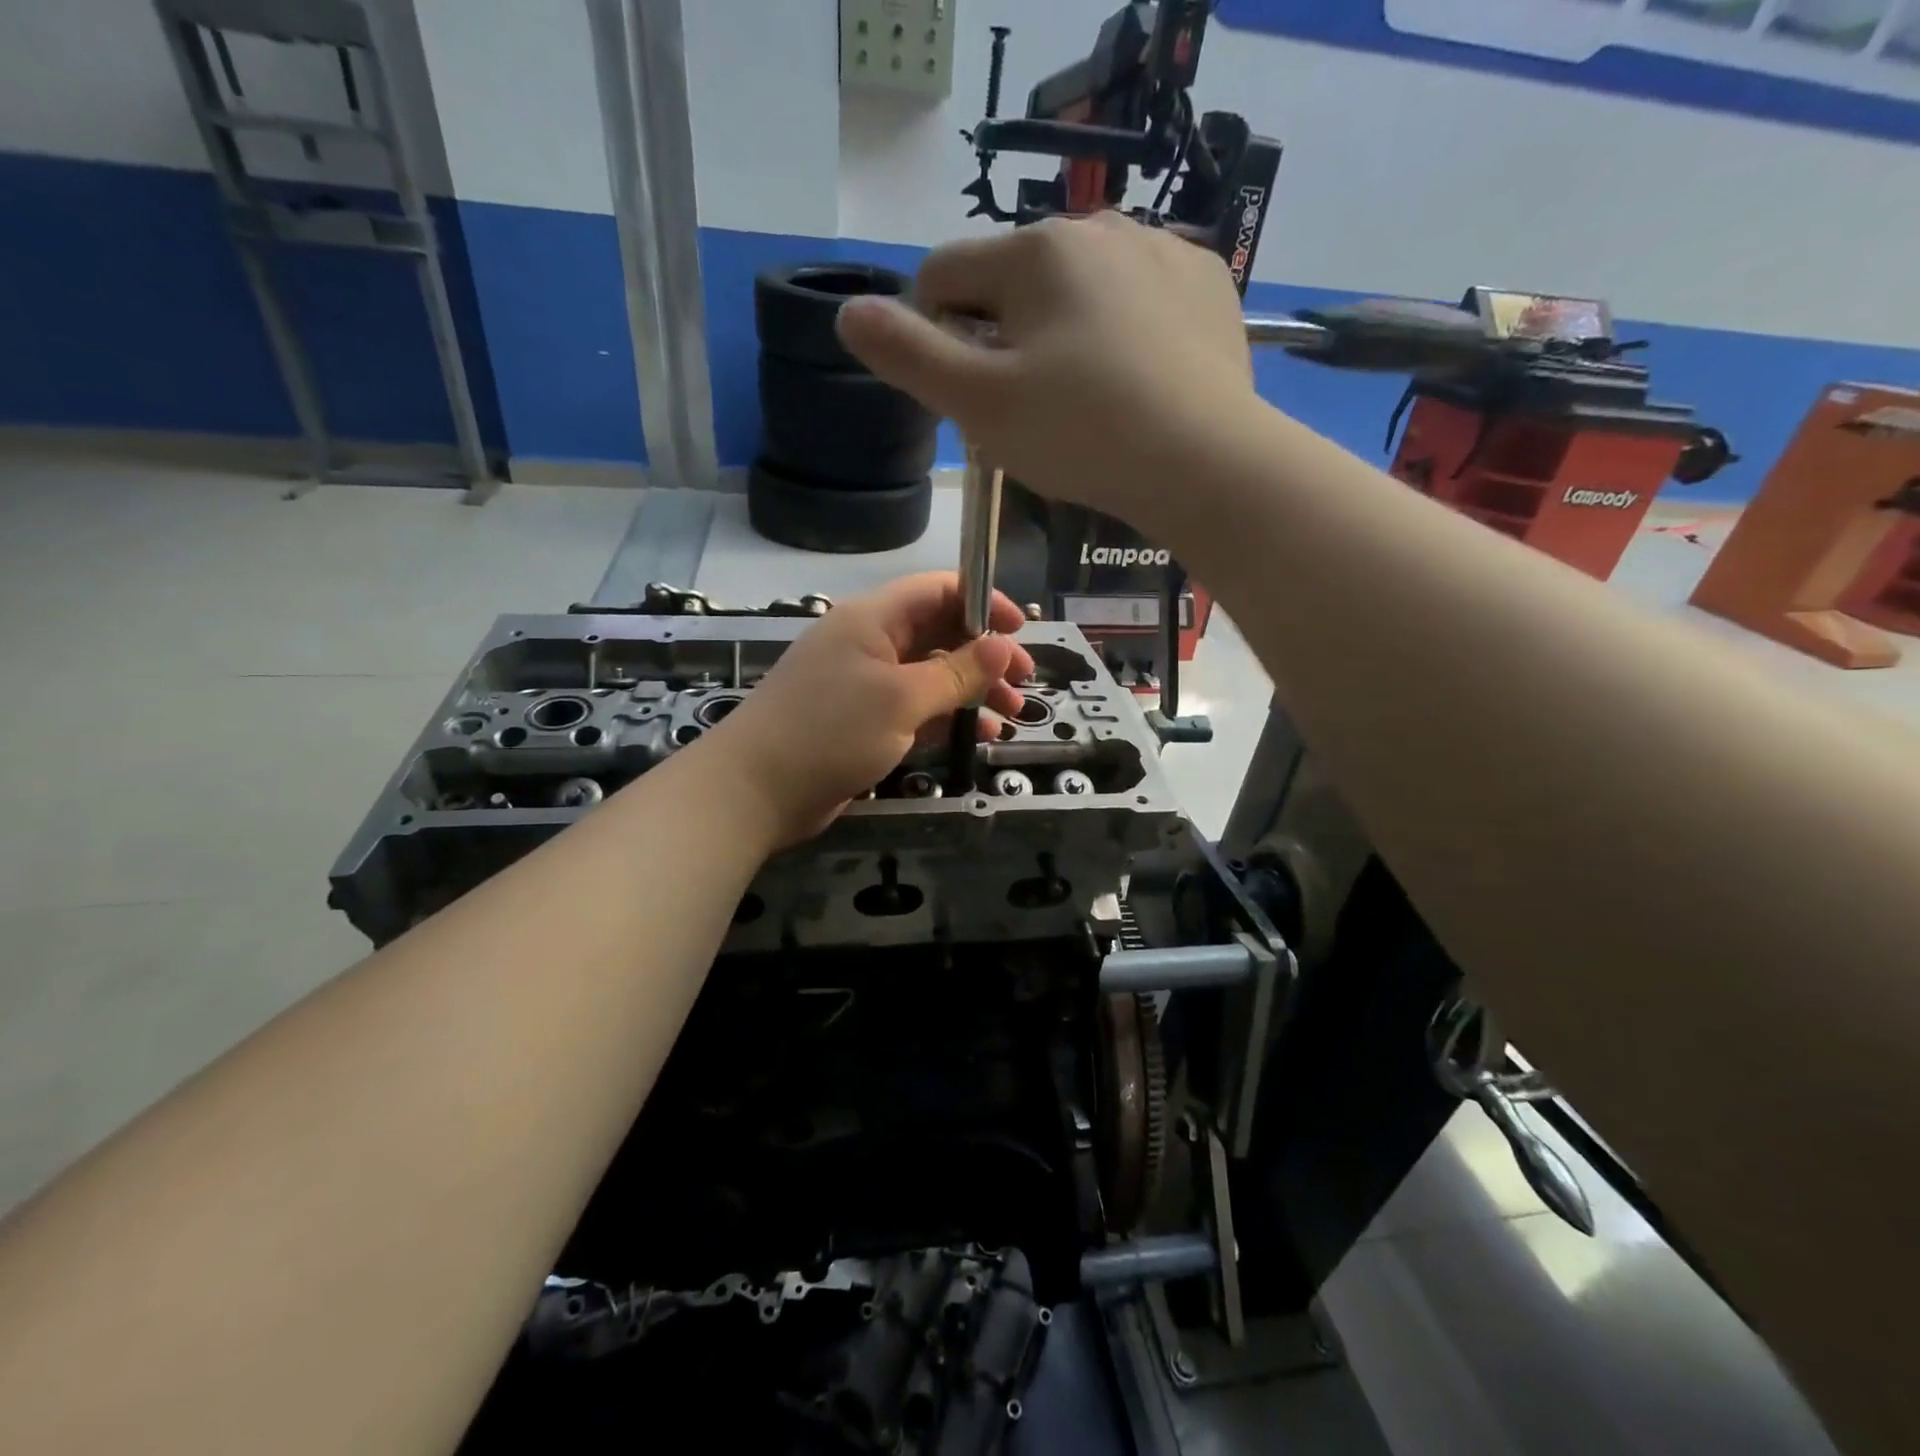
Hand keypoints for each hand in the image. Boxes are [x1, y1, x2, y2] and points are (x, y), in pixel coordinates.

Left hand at [702, 574, 1036, 846]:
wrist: (755, 791)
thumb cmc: (830, 731)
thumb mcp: (901, 698)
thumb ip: (956, 671)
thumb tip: (1003, 644)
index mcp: (872, 619)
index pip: (937, 590)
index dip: (982, 601)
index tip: (1020, 629)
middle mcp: (869, 644)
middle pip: (939, 633)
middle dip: (985, 654)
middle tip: (1024, 680)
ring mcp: (864, 685)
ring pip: (931, 675)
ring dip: (972, 690)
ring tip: (1010, 714)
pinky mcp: (862, 722)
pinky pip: (915, 709)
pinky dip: (947, 718)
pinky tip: (979, 736)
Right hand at [834, 212, 1256, 526]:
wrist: (1207, 462)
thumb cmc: (1082, 434)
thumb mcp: (980, 404)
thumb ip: (908, 355)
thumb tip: (849, 313)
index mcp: (1034, 250)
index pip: (944, 276)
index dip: (934, 337)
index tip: (963, 397)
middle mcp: (1097, 226)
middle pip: (1013, 284)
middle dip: (1002, 341)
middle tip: (1027, 414)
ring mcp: (1159, 249)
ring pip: (1076, 291)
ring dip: (1060, 337)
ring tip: (1084, 404)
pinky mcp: (1204, 282)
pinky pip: (1135, 300)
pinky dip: (1120, 334)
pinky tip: (1134, 383)